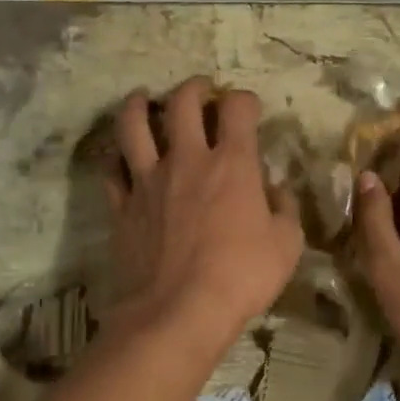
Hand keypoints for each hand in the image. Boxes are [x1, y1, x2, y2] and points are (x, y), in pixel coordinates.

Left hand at [104, 77, 304, 350]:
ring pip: (133, 124)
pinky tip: (122, 158)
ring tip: (144, 99)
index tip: (248, 108)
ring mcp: (147, 180)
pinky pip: (112, 170)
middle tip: (201, 91)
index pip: (237, 108)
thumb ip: (285, 208)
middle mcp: (186, 160)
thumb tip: (274, 189)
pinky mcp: (122, 206)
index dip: (245, 99)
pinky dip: (117, 158)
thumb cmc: (241, 277)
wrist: (177, 312)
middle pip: (182, 102)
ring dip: (139, 104)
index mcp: (232, 163)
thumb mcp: (287, 245)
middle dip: (194, 88)